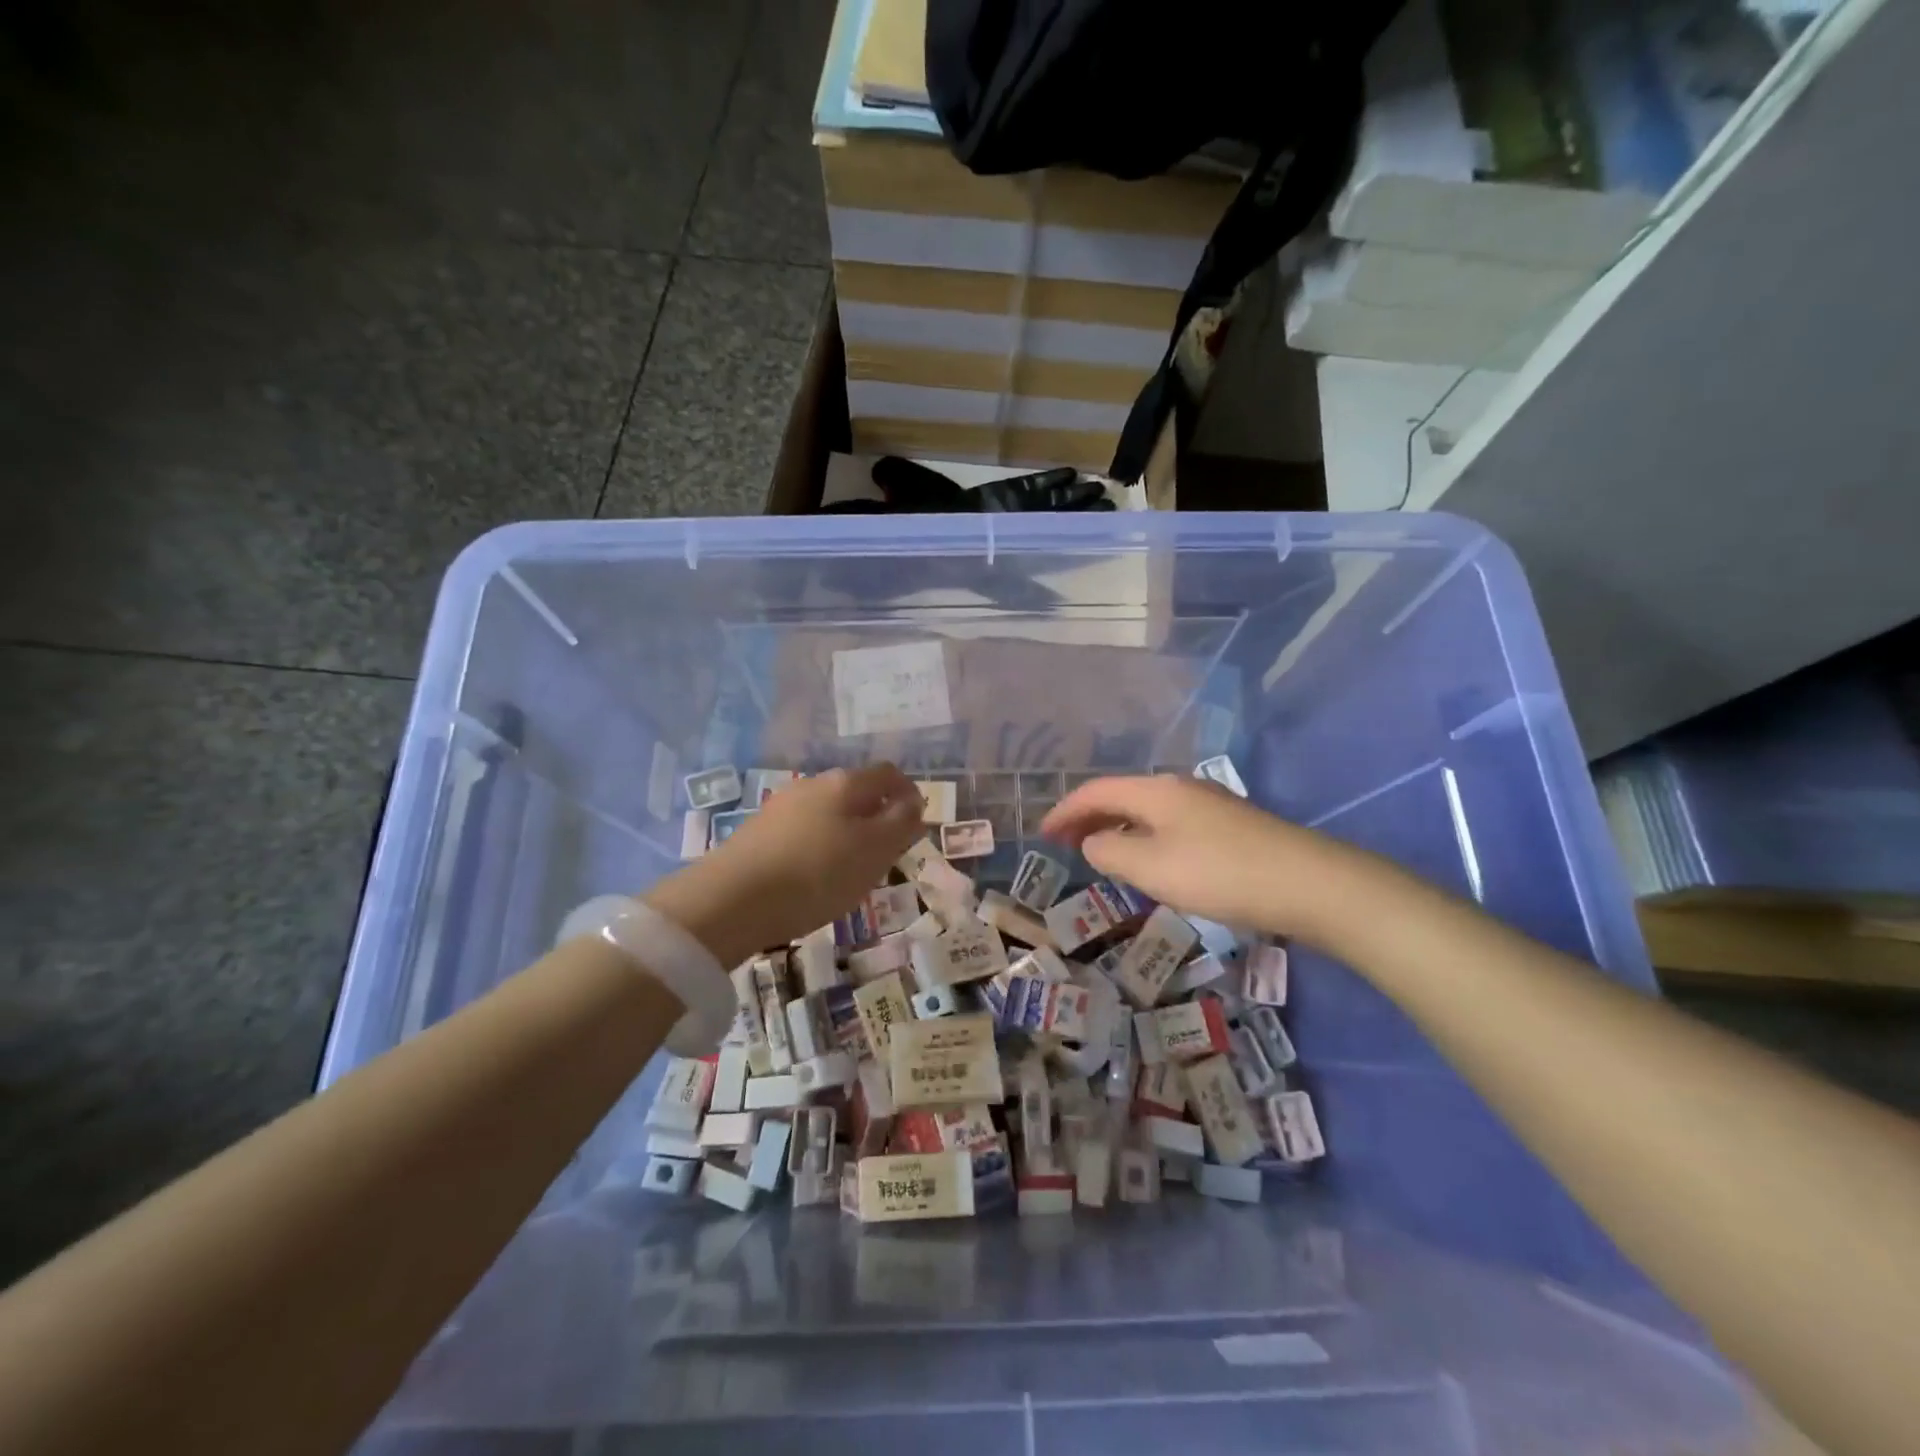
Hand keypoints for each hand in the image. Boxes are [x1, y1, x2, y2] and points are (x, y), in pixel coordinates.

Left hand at [644, 764, 924, 964]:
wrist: (730, 900)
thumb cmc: (816, 873)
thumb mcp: (874, 851)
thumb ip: (901, 824)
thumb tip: (914, 803)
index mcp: (845, 783)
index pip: (888, 774)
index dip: (908, 794)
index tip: (916, 825)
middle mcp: (812, 784)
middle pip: (856, 792)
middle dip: (877, 816)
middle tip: (887, 853)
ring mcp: (781, 807)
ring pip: (828, 813)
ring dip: (847, 833)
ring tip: (852, 871)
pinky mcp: (758, 832)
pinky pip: (803, 832)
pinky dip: (819, 848)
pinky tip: (814, 878)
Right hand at [1040, 775, 1368, 940]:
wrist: (1310, 884)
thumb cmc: (1221, 874)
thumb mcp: (1152, 867)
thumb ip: (1111, 851)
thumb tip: (1093, 841)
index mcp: (1156, 791)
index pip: (1096, 791)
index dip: (1065, 810)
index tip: (1042, 834)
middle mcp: (1180, 787)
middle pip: (1121, 795)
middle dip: (1088, 817)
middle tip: (1062, 843)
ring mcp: (1209, 804)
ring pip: (1147, 809)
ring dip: (1116, 827)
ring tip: (1098, 851)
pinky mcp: (1230, 826)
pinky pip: (1169, 823)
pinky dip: (1143, 836)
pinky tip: (1148, 859)